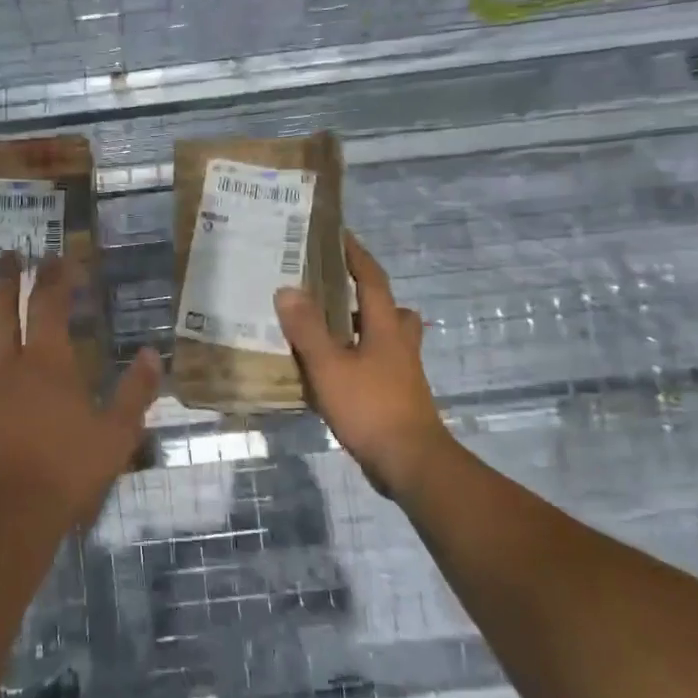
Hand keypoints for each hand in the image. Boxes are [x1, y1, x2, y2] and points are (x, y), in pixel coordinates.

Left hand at [0, 249, 160, 529]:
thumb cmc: (63, 476)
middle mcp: (4, 362)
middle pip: (0, 307)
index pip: (50, 305)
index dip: (55, 277)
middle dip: (6, 277)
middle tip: (9, 255)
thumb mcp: (115, 438)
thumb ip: (135, 393)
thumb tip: (151, 353)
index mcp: (47, 364)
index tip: (59, 258)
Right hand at [274, 231, 459, 501]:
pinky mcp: (397, 397)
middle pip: (389, 308)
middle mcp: (399, 344)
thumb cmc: (371, 407)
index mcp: (386, 328)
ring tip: (326, 331)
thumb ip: (307, 329)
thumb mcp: (329, 366)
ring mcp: (402, 373)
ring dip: (362, 329)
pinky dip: (357, 359)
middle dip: (365, 295)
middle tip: (334, 291)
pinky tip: (331, 373)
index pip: (372, 279)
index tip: (340, 235)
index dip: (356, 256)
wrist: (411, 462)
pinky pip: (377, 365)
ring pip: (385, 338)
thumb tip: (287, 289)